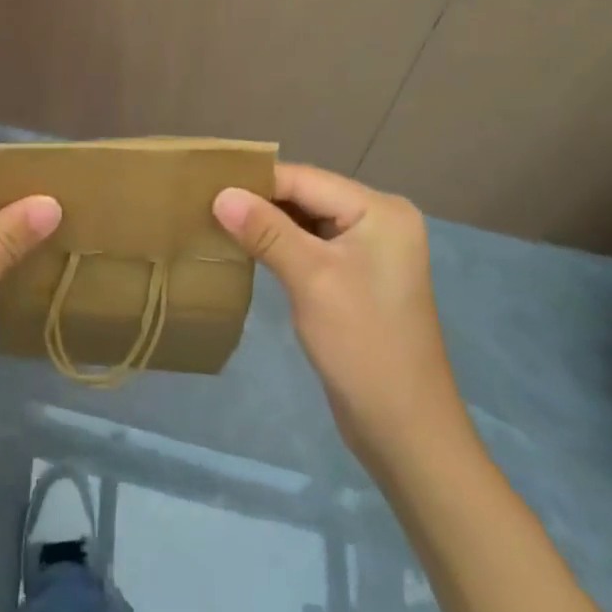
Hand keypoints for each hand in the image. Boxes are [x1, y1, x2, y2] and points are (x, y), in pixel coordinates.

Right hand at [214, 164, 461, 459]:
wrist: (406, 432)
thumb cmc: (363, 346)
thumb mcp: (310, 279)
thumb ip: (265, 230)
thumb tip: (220, 194)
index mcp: (380, 210)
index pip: (305, 179)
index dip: (255, 181)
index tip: (205, 184)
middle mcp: (379, 219)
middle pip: (306, 195)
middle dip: (258, 200)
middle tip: (205, 202)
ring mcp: (370, 249)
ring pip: (306, 220)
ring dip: (266, 223)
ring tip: (216, 220)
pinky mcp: (357, 275)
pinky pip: (311, 244)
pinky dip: (280, 244)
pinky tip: (247, 247)